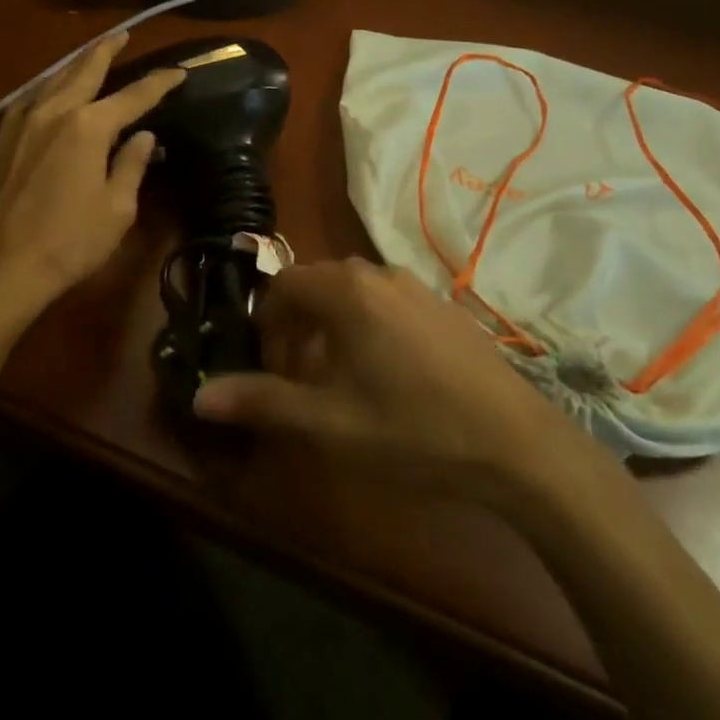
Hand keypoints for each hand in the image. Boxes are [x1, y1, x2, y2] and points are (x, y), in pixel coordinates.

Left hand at [0, 32, 184, 342]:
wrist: (2, 265)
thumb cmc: (70, 241)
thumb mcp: (118, 207)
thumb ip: (132, 164)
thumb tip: (144, 135)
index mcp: (89, 126)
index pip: (134, 96)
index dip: (159, 83)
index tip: (179, 73)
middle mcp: (55, 111)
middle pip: (86, 69)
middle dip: (108, 49)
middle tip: (124, 33)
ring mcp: (24, 121)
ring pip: (55, 78)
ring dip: (77, 62)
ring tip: (92, 53)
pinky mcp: (4, 137)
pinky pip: (32, 97)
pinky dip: (49, 85)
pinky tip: (52, 89)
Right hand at [193, 260, 609, 519]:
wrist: (520, 446)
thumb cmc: (414, 430)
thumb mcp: (330, 423)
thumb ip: (262, 402)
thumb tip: (199, 396)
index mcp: (345, 290)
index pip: (281, 285)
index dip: (265, 324)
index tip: (270, 368)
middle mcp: (378, 273)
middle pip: (316, 285)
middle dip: (296, 326)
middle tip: (299, 377)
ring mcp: (416, 287)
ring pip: (353, 294)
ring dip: (331, 327)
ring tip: (339, 381)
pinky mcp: (445, 307)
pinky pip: (387, 303)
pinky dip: (368, 327)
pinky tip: (389, 378)